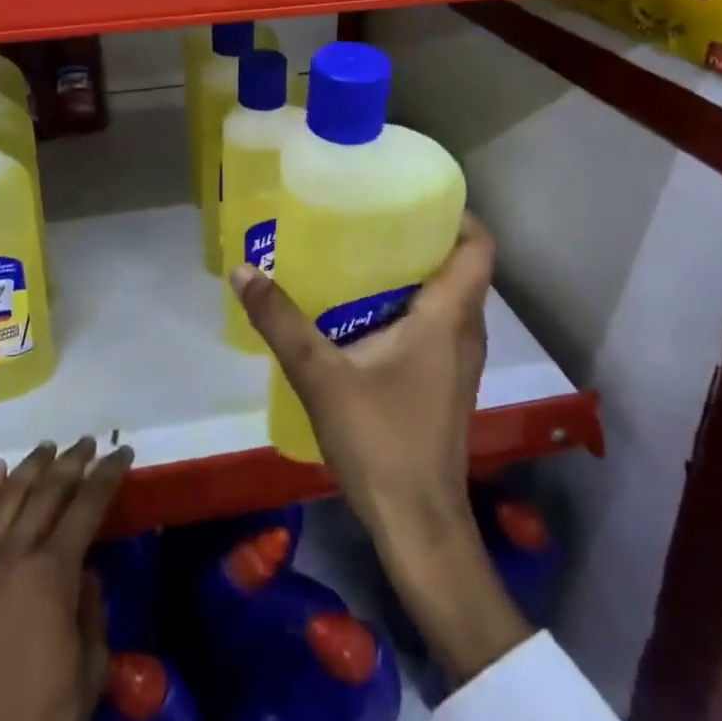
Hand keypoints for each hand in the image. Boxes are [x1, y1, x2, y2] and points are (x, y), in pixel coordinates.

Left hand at [0, 437, 133, 720]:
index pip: (86, 505)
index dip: (107, 475)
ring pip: (11, 496)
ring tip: (50, 446)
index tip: (123, 452)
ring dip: (32, 466)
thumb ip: (91, 608)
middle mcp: (17, 556)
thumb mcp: (91, 665)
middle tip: (90, 442)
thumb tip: (85, 572)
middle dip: (72, 461)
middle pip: (47, 491)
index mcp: (52, 572)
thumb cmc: (46, 719)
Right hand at [231, 212, 530, 683]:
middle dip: (420, 236)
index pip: (478, 247)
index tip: (413, 193)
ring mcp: (458, 362)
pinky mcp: (444, 383)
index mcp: (449, 318)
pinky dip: (407, 306)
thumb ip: (281, 322)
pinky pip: (435, 325)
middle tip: (369, 215)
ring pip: (446, 298)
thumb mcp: (321, 376)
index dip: (456, 213)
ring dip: (412, 272)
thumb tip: (244, 271)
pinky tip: (360, 311)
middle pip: (459, 266)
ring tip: (359, 253)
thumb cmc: (381, 442)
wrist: (418, 526)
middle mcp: (464, 333)